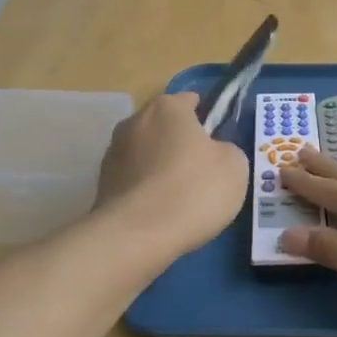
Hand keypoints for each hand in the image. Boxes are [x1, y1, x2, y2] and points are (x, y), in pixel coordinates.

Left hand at [95, 92, 248, 254]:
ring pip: (147, 152)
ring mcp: (113, 152)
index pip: (190, 100)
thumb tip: (213, 152)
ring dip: (160, 166)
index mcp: (168, 107)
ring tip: (179, 197)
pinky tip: (160, 212)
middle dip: (181, 142)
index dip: (207, 118)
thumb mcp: (235, 166)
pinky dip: (146, 189)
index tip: (217, 142)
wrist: (137, 236)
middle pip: (165, 126)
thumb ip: (226, 149)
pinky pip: (134, 179)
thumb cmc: (194, 190)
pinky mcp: (102, 183)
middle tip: (202, 171)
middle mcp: (135, 120)